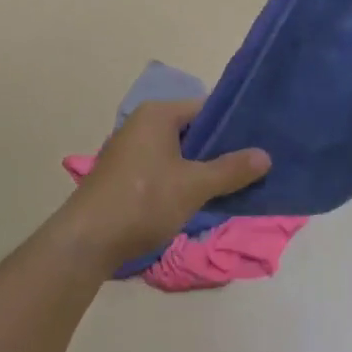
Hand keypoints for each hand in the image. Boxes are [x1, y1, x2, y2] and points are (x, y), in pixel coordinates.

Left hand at [51, 100, 270, 270]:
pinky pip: (164, 168)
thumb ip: (231, 170)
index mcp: (158, 114)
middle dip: (221, 149)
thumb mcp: (194, 186)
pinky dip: (183, 179)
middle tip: (253, 164)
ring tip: (234, 182)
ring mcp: (130, 150)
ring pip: (179, 152)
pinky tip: (201, 197)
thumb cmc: (142, 202)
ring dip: (203, 167)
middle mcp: (142, 124)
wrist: (86, 242)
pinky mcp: (124, 175)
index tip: (259, 141)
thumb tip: (265, 156)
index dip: (235, 124)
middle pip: (193, 130)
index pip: (207, 108)